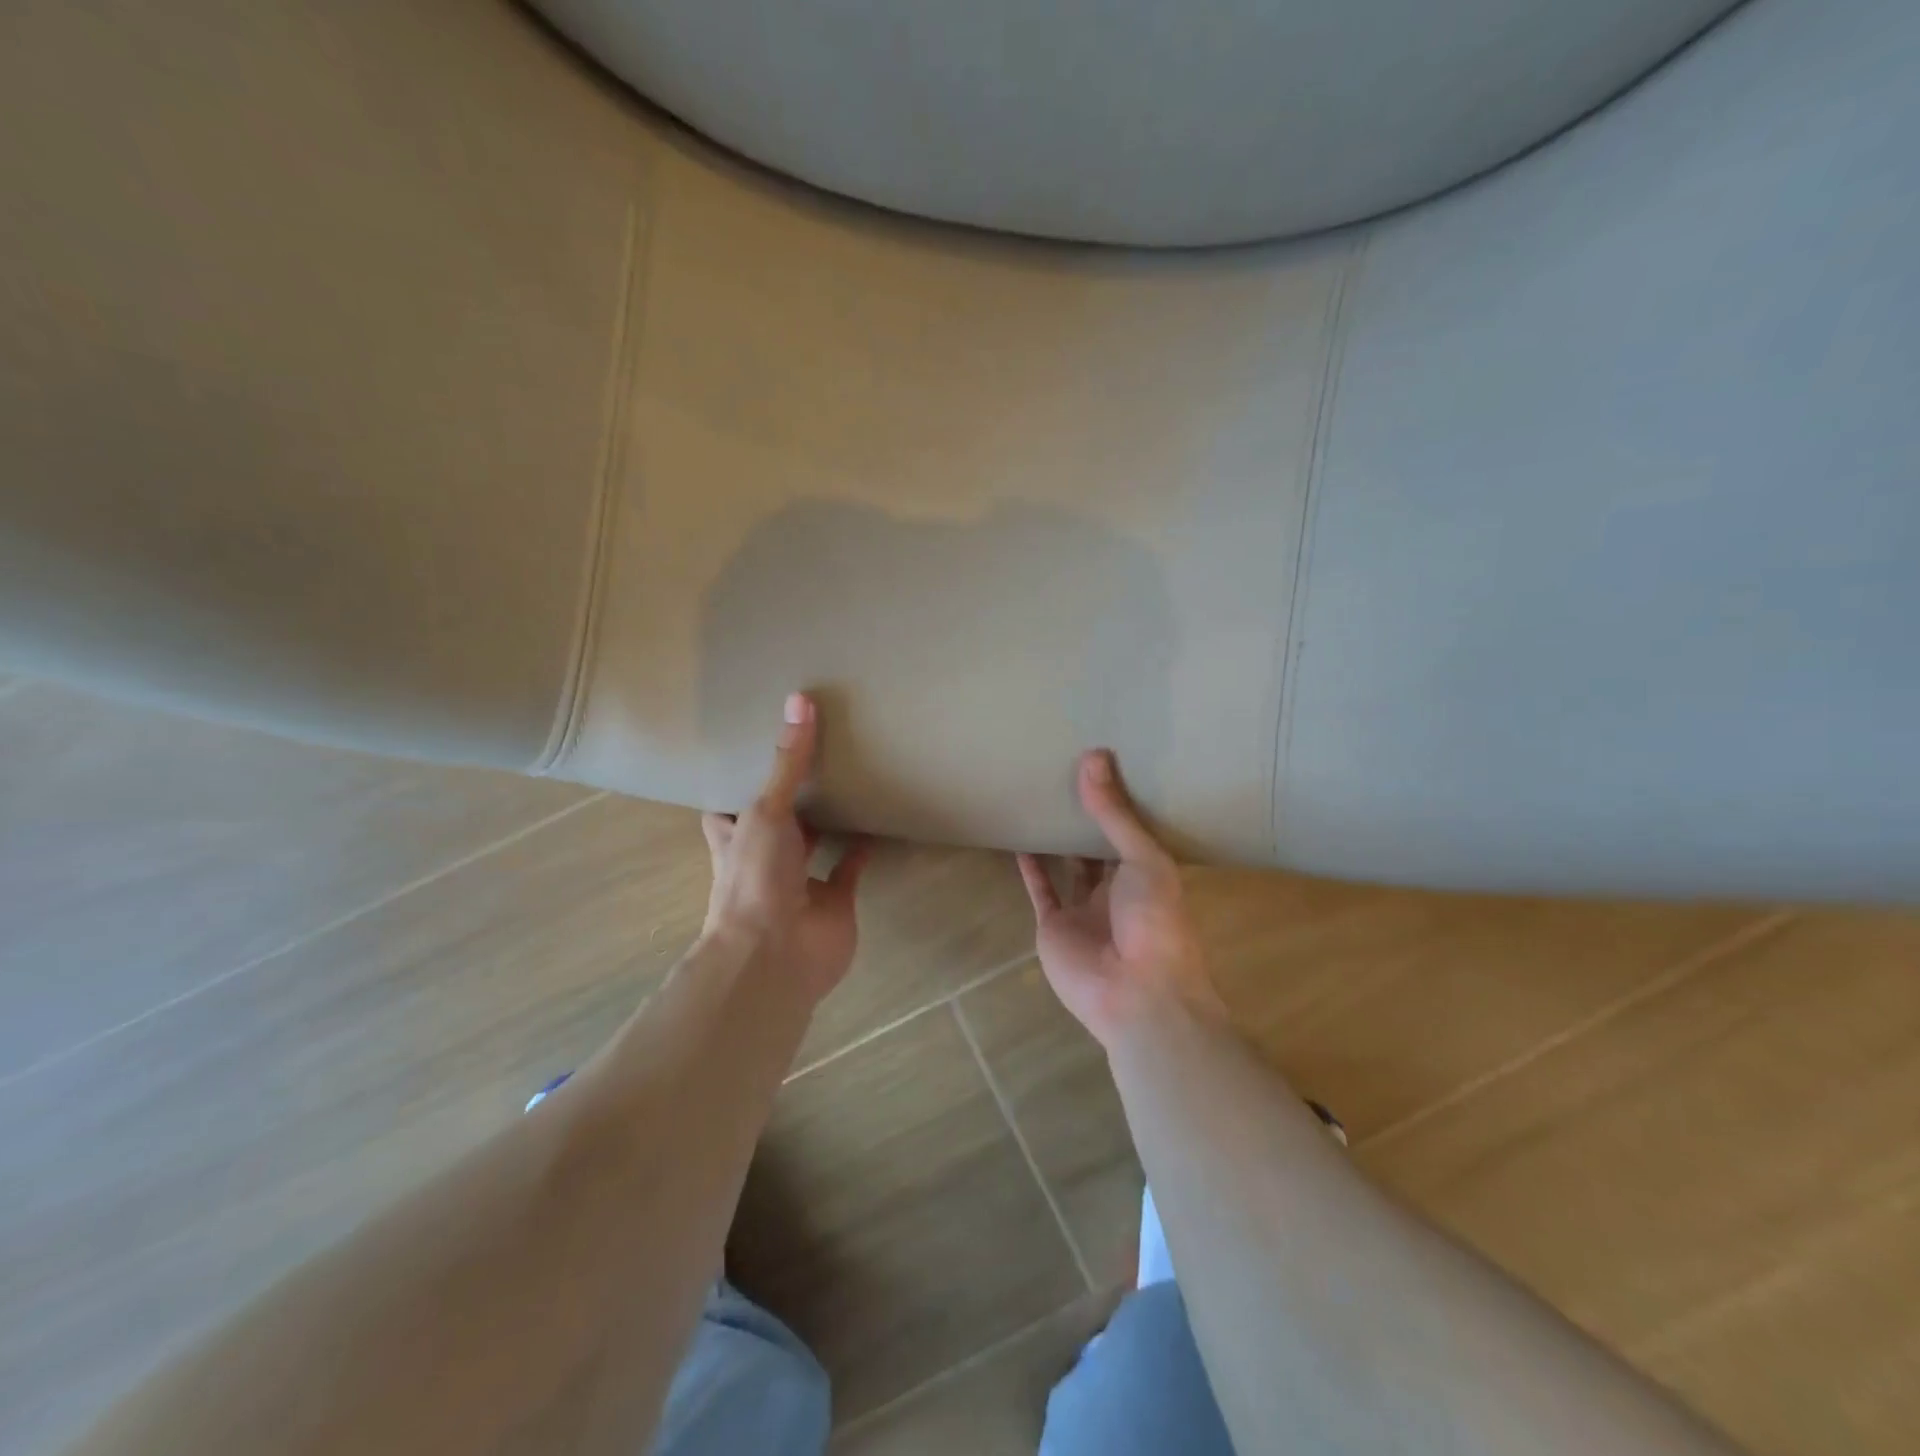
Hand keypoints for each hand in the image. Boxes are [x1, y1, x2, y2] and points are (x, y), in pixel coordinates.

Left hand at [701, 693, 872, 1004]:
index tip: (758, 744)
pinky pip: (850, 868)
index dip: (740, 779)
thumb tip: (800, 699)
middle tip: (817, 752)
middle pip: (777, 821)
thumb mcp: (765, 810)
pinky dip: (863, 848)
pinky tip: (878, 819)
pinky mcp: (835, 899)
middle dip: (792, 795)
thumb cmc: (755, 877)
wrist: (776, 954)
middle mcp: (764, 857)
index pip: (729, 804)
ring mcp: (800, 881)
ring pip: (815, 843)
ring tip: (850, 776)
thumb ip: (787, 762)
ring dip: (829, 820)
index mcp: (735, 836)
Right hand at [1017, 750, 1220, 1050]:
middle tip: (1064, 774)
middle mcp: (1117, 889)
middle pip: (1098, 847)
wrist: (1136, 993)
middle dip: (1085, 817)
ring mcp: (1085, 909)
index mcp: (1149, 873)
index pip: (1131, 830)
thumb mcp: (1144, 859)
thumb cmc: (1155, 920)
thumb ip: (1114, 814)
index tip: (1101, 764)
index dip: (1117, 801)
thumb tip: (1093, 757)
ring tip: (1040, 803)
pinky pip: (1041, 890)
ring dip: (1056, 839)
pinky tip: (1019, 840)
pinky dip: (1030, 868)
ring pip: (1069, 866)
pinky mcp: (1055, 925)